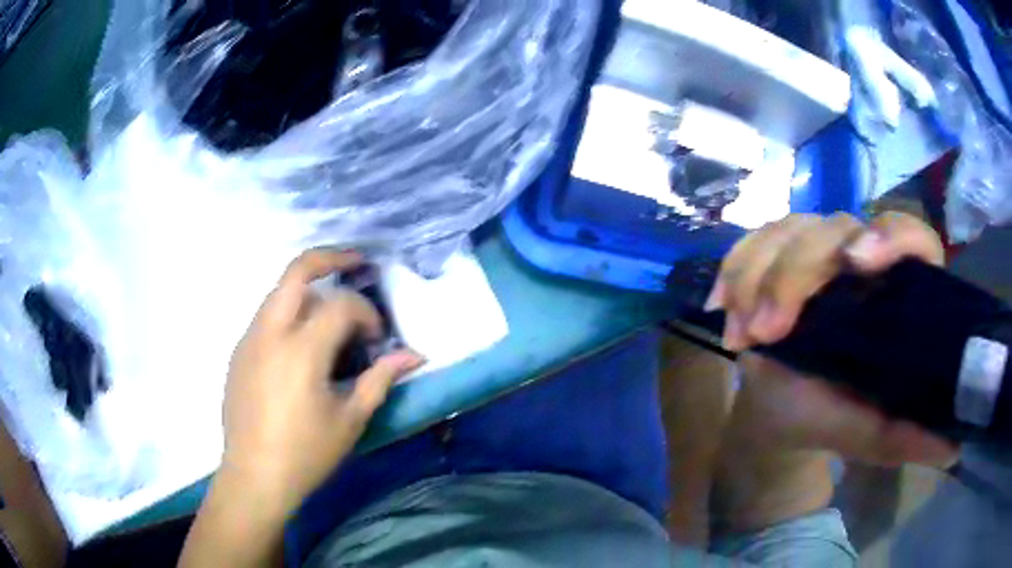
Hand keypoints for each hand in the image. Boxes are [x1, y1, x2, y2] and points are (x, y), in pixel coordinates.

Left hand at [221, 249, 423, 515]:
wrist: (255, 475)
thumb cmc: (306, 452)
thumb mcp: (350, 418)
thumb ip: (380, 379)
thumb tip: (413, 356)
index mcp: (302, 349)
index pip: (341, 305)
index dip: (367, 314)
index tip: (378, 340)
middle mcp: (271, 331)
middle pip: (297, 270)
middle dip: (331, 257)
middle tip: (356, 262)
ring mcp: (249, 339)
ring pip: (279, 291)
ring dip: (308, 290)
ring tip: (330, 313)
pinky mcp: (239, 352)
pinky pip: (266, 317)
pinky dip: (288, 314)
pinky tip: (300, 346)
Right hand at [709, 212, 956, 466]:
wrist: (780, 415)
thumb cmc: (832, 419)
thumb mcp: (873, 436)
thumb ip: (910, 436)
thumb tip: (955, 443)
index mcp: (895, 292)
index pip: (909, 234)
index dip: (891, 235)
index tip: (857, 264)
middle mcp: (859, 260)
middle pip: (833, 226)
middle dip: (795, 274)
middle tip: (767, 334)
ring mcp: (816, 253)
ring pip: (789, 227)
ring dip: (757, 274)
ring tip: (742, 335)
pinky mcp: (776, 257)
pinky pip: (752, 241)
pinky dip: (733, 269)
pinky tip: (722, 309)